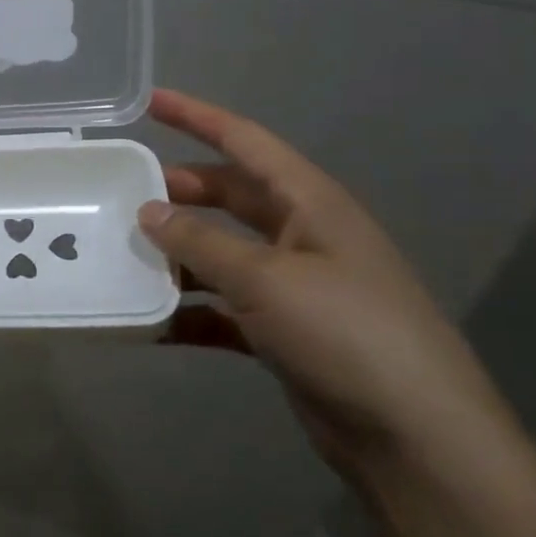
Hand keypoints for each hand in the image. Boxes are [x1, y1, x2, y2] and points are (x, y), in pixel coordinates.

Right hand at [137, 89, 522, 486]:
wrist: (414, 435)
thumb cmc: (345, 333)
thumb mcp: (266, 279)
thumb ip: (201, 242)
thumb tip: (148, 211)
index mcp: (310, 204)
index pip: (246, 143)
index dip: (197, 118)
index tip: (150, 101)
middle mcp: (302, 236)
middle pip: (229, 197)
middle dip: (179, 191)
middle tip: (121, 191)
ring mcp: (294, 286)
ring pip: (222, 254)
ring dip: (178, 255)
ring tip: (123, 256)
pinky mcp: (284, 332)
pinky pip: (224, 308)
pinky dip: (190, 311)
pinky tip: (150, 322)